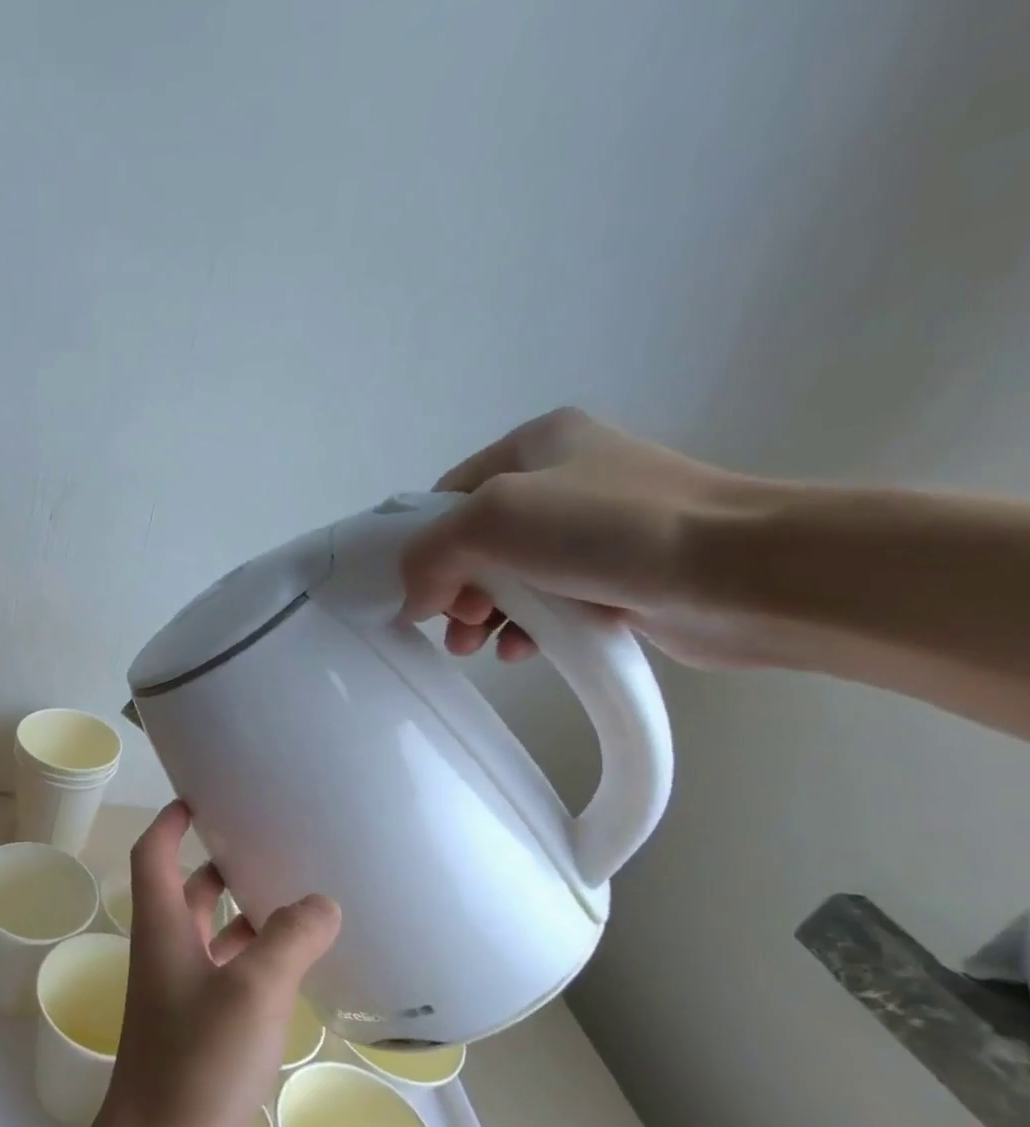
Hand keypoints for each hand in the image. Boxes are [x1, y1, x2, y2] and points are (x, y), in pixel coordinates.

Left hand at [91, 802, 340, 1126]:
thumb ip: (289, 940)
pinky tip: (300, 969)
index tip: (200, 795)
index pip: (154, 854)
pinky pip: (231, 982)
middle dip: (218, 863)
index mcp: (161, 930)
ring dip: (244, 916)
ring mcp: (182, 999)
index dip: (170, 821)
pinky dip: (258, 965)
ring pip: (212, 939)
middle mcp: (166, 956)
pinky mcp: (202, 1037)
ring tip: (298, 896)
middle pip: (186, 892)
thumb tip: (321, 902)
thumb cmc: (196, 1065)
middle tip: (268, 842)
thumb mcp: (251, 991)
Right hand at [399, 407, 781, 669]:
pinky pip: (549, 604)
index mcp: (534, 444)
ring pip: (508, 579)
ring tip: (479, 646)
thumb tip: (415, 600)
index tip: (423, 593)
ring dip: (483, 616)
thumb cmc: (607, 530)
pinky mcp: (618, 575)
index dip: (424, 547)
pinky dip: (526, 628)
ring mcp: (595, 529)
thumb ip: (429, 553)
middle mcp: (564, 478)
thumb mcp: (492, 519)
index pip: (446, 498)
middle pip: (474, 543)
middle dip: (454, 591)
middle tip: (457, 625)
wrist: (742, 572)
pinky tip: (522, 651)